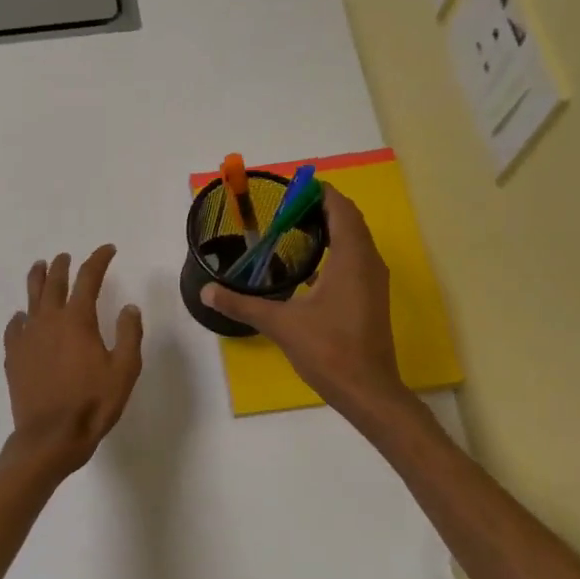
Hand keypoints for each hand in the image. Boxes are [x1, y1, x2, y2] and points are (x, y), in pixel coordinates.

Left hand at [3, 245, 144, 476]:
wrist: (51, 436)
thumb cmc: (93, 404)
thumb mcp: (124, 370)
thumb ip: (129, 335)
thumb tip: (129, 307)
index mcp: (78, 320)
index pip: (89, 278)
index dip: (99, 260)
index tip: (108, 250)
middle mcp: (49, 321)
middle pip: (54, 282)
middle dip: (63, 266)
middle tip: (67, 257)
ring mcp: (27, 338)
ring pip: (30, 298)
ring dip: (37, 279)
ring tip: (39, 268)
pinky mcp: (14, 357)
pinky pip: (15, 328)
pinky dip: (20, 317)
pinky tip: (22, 318)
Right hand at [201, 187, 405, 418]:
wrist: (367, 390)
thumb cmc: (328, 350)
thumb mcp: (280, 324)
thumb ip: (242, 304)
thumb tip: (206, 291)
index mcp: (351, 258)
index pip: (340, 209)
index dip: (319, 193)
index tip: (291, 188)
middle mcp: (368, 262)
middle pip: (349, 221)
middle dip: (321, 209)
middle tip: (285, 208)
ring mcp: (373, 282)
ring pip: (354, 241)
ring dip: (329, 230)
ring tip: (292, 230)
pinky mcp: (370, 299)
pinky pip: (354, 261)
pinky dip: (334, 253)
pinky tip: (306, 267)